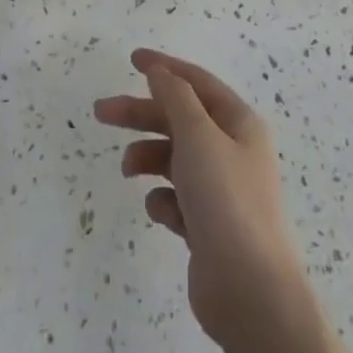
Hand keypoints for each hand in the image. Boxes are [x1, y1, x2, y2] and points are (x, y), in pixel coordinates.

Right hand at [95, 49, 308, 348]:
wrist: (251, 293)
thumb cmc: (226, 200)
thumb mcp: (197, 135)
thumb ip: (175, 97)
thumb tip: (160, 72)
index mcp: (239, 124)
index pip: (197, 83)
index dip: (165, 67)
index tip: (132, 59)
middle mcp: (233, 152)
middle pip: (179, 120)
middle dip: (141, 115)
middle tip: (101, 112)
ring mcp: (221, 191)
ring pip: (174, 159)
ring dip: (148, 158)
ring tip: (127, 170)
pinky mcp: (209, 227)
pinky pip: (177, 200)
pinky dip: (163, 200)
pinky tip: (161, 211)